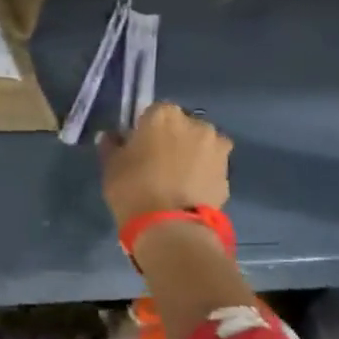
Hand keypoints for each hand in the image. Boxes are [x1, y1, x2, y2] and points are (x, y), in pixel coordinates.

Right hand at [97, 102, 231, 226]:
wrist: (170, 226)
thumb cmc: (132, 187)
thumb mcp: (111, 165)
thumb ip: (112, 145)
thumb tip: (112, 136)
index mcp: (163, 114)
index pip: (153, 112)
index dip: (145, 128)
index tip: (137, 145)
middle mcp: (195, 123)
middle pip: (181, 125)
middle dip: (172, 138)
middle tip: (157, 161)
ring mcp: (216, 147)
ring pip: (200, 145)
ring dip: (191, 154)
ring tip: (176, 178)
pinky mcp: (228, 172)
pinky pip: (210, 166)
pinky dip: (202, 173)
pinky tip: (188, 191)